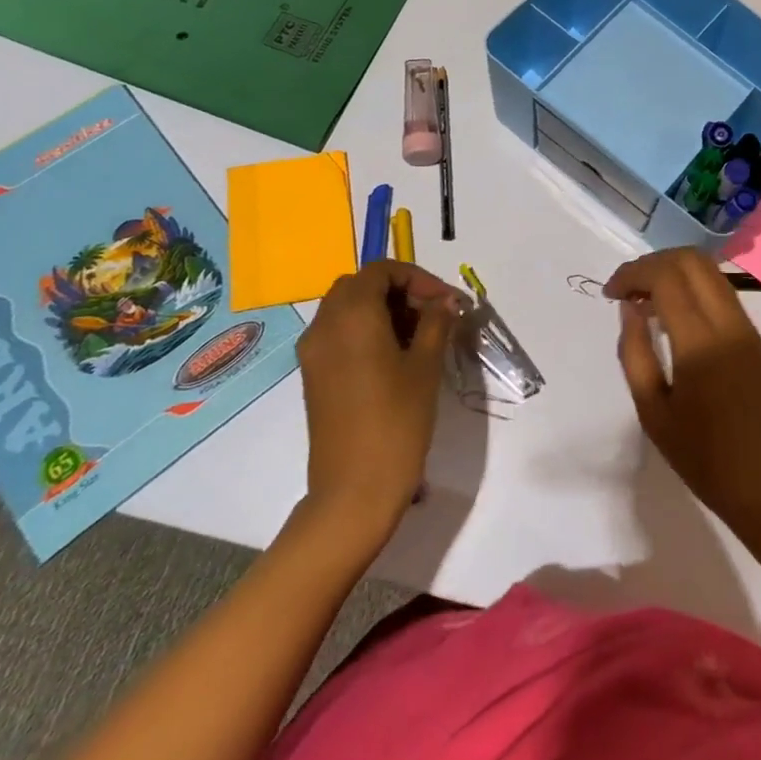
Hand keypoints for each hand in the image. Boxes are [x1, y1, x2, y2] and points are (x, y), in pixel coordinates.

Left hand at [296, 261, 459, 544]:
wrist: (354, 488)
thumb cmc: (396, 421)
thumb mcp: (425, 366)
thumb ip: (436, 323)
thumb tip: (446, 301)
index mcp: (351, 315)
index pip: (381, 271)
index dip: (417, 278)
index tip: (445, 302)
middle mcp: (324, 325)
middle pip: (360, 285)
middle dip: (399, 290)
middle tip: (433, 314)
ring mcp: (313, 352)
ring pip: (346, 308)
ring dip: (382, 309)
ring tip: (420, 335)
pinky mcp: (313, 375)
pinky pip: (338, 333)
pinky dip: (365, 329)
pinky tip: (395, 355)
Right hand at [605, 249, 760, 536]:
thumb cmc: (702, 457)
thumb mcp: (652, 412)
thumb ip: (635, 352)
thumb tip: (629, 307)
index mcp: (700, 343)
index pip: (666, 277)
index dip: (633, 273)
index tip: (610, 293)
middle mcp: (728, 323)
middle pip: (691, 260)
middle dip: (653, 263)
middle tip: (626, 290)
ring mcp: (746, 326)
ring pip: (709, 270)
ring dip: (673, 271)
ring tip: (643, 299)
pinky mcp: (754, 335)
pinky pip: (720, 290)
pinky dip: (691, 286)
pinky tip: (670, 313)